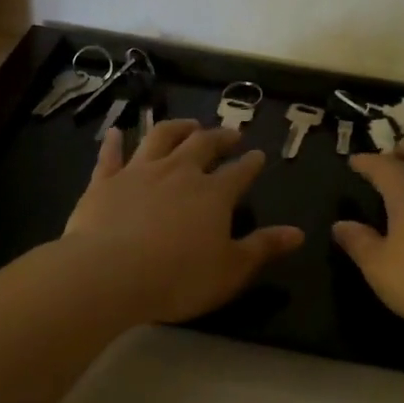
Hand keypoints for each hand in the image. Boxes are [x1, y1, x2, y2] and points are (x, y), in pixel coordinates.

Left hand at [61, 120, 303, 324]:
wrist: (110, 273)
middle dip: (219, 137)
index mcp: (213, 194)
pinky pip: (111, 155)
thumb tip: (298, 233)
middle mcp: (178, 172)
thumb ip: (263, 247)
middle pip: (202, 144)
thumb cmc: (178, 277)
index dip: (251, 163)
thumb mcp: (231, 270)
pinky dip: (115, 142)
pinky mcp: (105, 181)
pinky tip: (116, 131)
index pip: (239, 172)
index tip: (259, 155)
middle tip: (230, 134)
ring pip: (160, 137)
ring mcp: (139, 172)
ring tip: (188, 124)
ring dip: (177, 127)